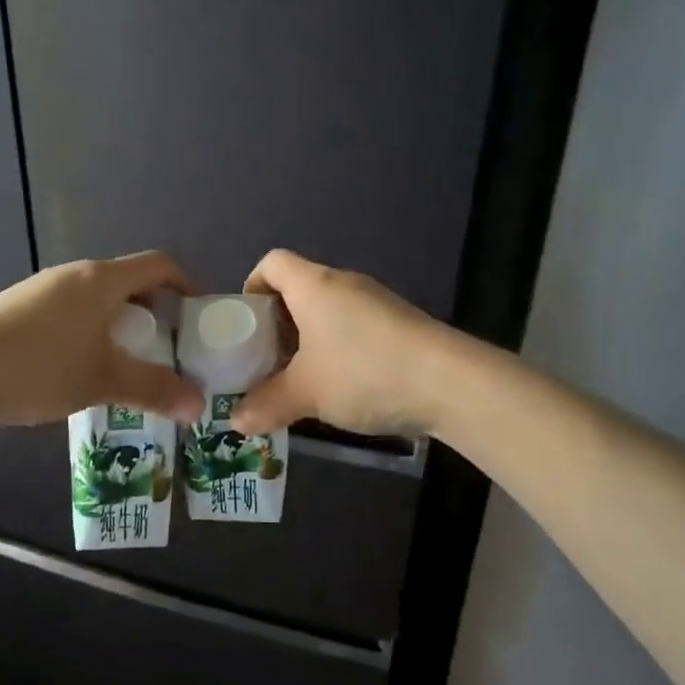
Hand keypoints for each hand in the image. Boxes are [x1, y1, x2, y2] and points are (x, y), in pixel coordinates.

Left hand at [0, 252, 204, 427]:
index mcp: (101, 280)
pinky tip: (75, 370)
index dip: (185, 283)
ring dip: (117, 324)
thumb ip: (154, 390)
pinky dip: (87, 331)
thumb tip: (199, 407)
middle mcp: (72, 274)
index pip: (157, 264)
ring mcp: (39, 289)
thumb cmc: (40, 368)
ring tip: (121, 364)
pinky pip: (67, 311)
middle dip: (152, 312)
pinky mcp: (16, 308)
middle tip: (162, 349)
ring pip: (94, 299)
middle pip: (126, 282)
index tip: (197, 316)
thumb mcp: (103, 381)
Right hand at [230, 249, 447, 436]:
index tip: (245, 325)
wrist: (449, 383)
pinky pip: (352, 326)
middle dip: (276, 324)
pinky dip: (336, 348)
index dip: (252, 286)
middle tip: (265, 361)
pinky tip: (340, 385)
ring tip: (299, 379)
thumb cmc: (363, 372)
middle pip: (297, 289)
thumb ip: (266, 404)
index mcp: (313, 285)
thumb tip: (236, 422)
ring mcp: (375, 302)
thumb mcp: (306, 393)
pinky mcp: (398, 323)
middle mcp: (343, 283)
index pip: (271, 262)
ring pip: (326, 311)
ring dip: (307, 340)